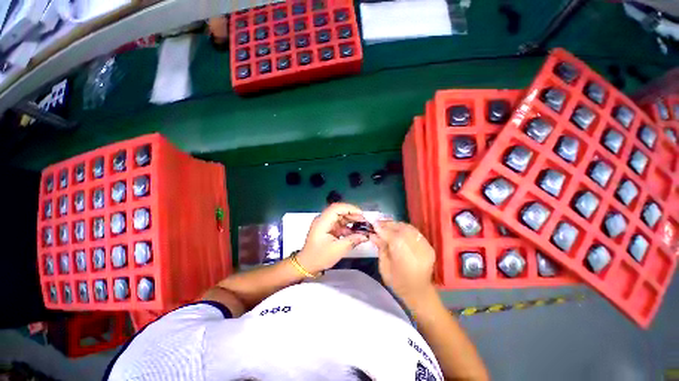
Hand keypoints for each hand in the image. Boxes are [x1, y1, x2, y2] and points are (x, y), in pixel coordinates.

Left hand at [297, 203, 368, 273]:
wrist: (307, 265)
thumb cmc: (319, 257)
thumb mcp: (337, 250)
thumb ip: (352, 240)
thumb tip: (366, 235)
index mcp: (322, 222)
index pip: (336, 208)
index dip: (350, 208)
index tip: (361, 214)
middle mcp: (323, 219)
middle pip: (339, 211)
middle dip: (353, 214)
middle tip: (365, 221)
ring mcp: (326, 224)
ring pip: (341, 217)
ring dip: (352, 220)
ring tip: (363, 226)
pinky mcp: (329, 228)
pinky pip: (340, 224)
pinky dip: (348, 227)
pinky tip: (356, 232)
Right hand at [370, 221, 435, 304]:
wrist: (419, 292)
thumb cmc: (398, 283)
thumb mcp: (384, 267)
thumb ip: (380, 248)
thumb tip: (373, 234)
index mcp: (403, 256)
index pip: (391, 235)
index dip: (381, 229)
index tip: (373, 225)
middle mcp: (416, 248)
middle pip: (401, 229)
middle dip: (388, 225)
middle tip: (379, 224)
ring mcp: (425, 246)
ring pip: (409, 228)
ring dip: (396, 225)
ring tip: (387, 226)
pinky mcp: (428, 246)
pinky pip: (415, 232)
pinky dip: (405, 229)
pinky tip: (398, 231)